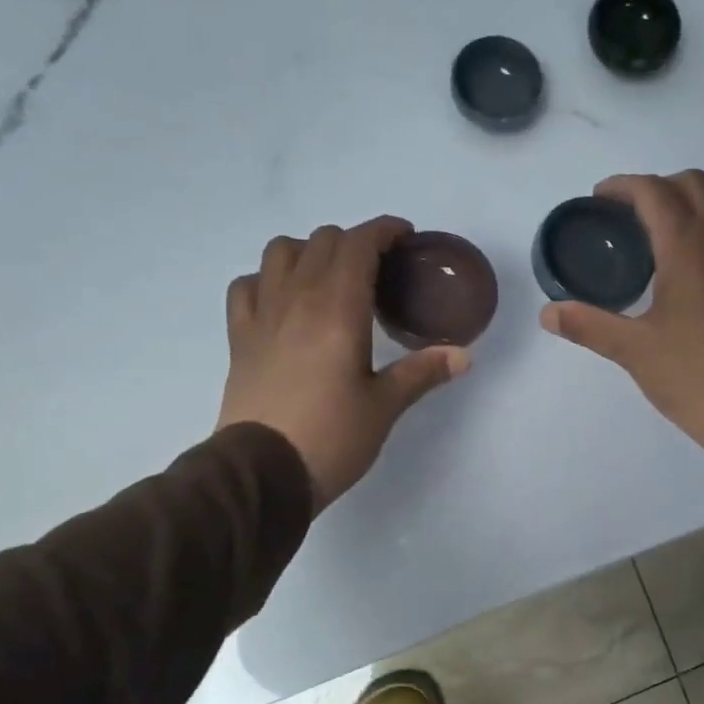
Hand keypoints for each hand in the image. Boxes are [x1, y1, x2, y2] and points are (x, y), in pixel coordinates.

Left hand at [218, 217, 468, 509]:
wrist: (263, 472)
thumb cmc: (332, 437)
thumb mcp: (384, 406)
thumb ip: (422, 372)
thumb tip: (464, 356)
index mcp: (338, 308)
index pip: (358, 243)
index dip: (383, 230)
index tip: (404, 237)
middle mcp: (297, 298)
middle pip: (322, 240)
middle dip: (354, 242)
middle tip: (377, 269)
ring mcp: (262, 315)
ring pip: (280, 252)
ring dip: (308, 252)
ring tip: (327, 278)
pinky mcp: (239, 338)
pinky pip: (246, 286)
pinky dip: (266, 280)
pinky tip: (282, 301)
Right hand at [540, 171, 703, 479]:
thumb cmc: (696, 377)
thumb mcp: (634, 351)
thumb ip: (588, 326)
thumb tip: (548, 313)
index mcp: (689, 246)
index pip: (653, 192)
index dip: (622, 186)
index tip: (599, 199)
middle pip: (694, 184)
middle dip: (658, 188)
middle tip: (629, 217)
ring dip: (692, 204)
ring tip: (665, 238)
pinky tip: (701, 271)